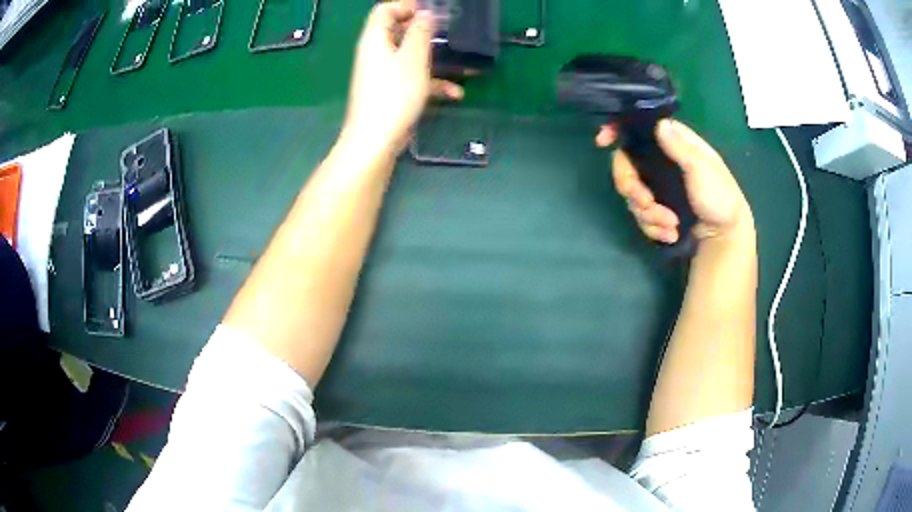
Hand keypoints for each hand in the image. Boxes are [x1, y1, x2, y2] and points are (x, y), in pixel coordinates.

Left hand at [342, 1, 462, 154]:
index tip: (433, 11)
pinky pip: (413, 78)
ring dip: (436, 58)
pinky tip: (455, 93)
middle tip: (451, 32)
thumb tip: (426, 14)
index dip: (407, 6)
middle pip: (399, 31)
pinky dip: (433, 82)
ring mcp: (383, 74)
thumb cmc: (394, 94)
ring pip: (410, 56)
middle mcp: (376, 53)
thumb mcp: (413, 58)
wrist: (376, 140)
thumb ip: (420, 31)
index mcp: (375, 39)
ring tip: (462, 63)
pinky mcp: (392, 92)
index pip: (385, 10)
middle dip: (427, 30)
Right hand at [596, 119, 752, 244]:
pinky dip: (654, 228)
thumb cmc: (719, 196)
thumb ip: (680, 148)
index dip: (618, 131)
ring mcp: (657, 187)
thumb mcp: (702, 169)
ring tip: (671, 225)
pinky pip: (642, 217)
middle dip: (632, 188)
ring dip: (649, 215)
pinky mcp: (657, 209)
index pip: (640, 129)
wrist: (725, 235)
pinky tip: (671, 234)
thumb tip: (659, 125)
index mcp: (673, 144)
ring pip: (632, 196)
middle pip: (626, 166)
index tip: (603, 141)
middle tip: (646, 203)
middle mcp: (660, 163)